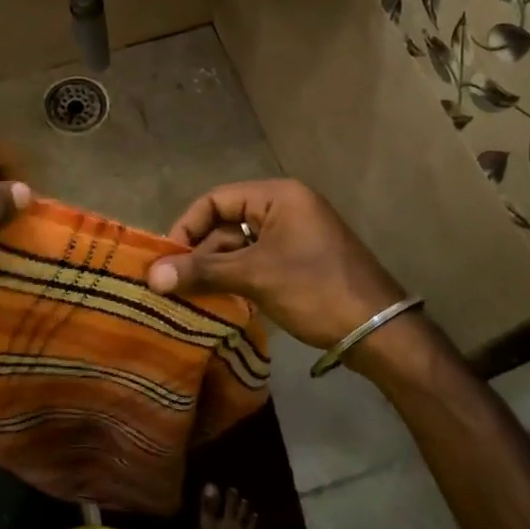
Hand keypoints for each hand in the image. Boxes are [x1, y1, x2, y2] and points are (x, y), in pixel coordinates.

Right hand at [146, 180, 406, 352]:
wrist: (379, 332)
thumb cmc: (315, 290)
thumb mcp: (255, 277)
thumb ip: (201, 272)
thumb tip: (151, 276)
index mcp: (278, 196)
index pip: (216, 200)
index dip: (187, 226)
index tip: (166, 259)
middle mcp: (286, 207)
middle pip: (227, 222)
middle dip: (200, 253)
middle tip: (174, 284)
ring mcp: (296, 235)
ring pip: (240, 246)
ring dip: (216, 269)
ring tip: (191, 297)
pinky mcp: (301, 261)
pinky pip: (257, 261)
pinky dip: (237, 278)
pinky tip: (219, 301)